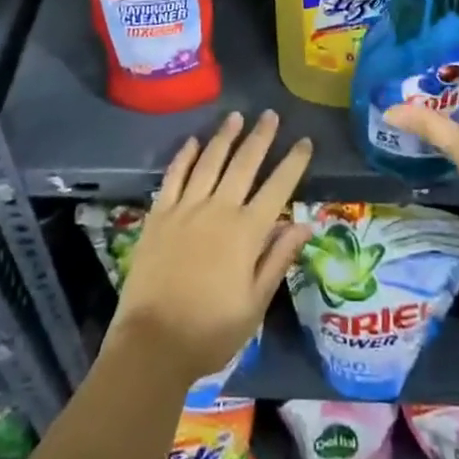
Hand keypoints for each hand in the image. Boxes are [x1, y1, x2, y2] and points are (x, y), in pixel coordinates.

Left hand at [106, 109, 313, 384]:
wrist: (153, 344)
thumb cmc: (211, 331)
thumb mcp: (255, 303)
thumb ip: (278, 259)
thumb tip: (303, 224)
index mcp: (246, 232)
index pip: (277, 188)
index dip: (293, 163)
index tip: (305, 141)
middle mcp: (218, 210)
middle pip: (244, 164)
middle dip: (260, 137)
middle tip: (270, 114)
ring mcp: (186, 209)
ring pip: (209, 162)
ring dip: (224, 137)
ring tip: (236, 116)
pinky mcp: (159, 215)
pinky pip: (174, 177)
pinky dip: (184, 156)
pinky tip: (192, 141)